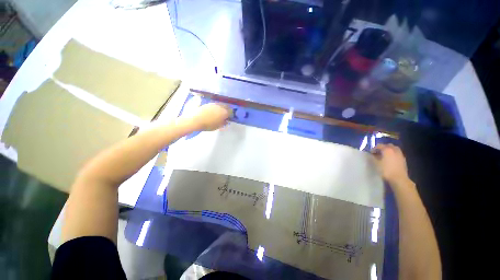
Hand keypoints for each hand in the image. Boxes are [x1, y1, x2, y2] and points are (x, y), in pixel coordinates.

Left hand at [188, 103, 231, 130]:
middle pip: (226, 106)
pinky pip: (214, 104)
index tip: (228, 118)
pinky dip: (214, 107)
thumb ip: (223, 123)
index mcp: (224, 112)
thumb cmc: (207, 125)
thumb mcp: (217, 126)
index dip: (230, 115)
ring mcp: (214, 103)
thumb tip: (226, 121)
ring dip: (220, 108)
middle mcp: (220, 106)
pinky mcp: (208, 102)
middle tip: (223, 115)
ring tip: (217, 113)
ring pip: (220, 104)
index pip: (231, 112)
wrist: (195, 119)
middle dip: (226, 110)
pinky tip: (211, 111)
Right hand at [371, 144, 409, 186]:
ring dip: (389, 151)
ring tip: (386, 157)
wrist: (399, 178)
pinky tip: (393, 160)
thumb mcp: (378, 166)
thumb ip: (374, 159)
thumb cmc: (387, 172)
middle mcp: (393, 148)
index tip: (371, 153)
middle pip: (387, 145)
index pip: (379, 146)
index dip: (374, 149)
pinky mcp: (403, 158)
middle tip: (379, 154)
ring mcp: (399, 153)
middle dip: (383, 148)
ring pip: (393, 149)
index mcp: (387, 149)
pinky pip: (397, 154)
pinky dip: (394, 155)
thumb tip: (372, 155)